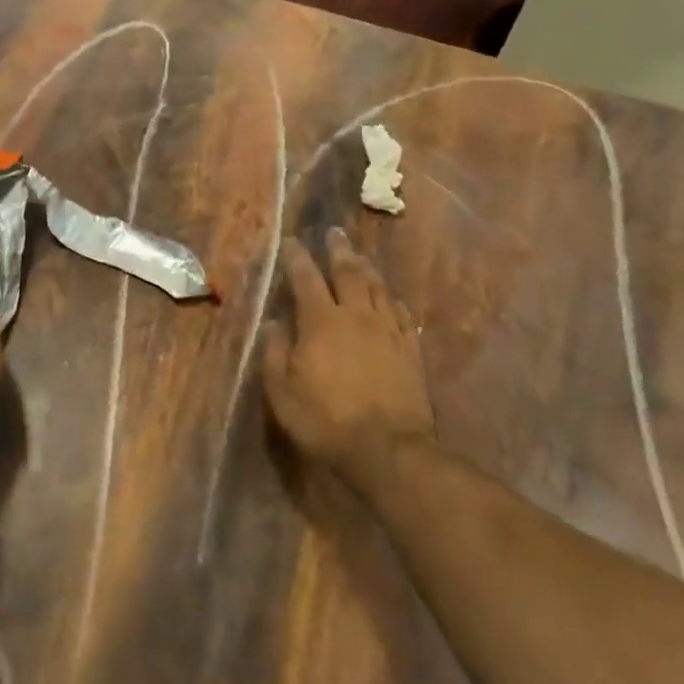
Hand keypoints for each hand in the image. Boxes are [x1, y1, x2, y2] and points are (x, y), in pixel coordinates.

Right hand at [261, 227, 430, 480]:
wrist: (388, 450)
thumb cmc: (325, 420)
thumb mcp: (281, 391)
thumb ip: (274, 352)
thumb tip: (274, 322)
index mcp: (321, 322)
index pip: (306, 278)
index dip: (297, 257)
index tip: (291, 240)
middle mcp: (356, 316)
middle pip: (348, 273)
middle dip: (338, 250)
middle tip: (333, 232)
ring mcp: (388, 332)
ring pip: (378, 289)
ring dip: (366, 268)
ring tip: (359, 256)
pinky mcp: (410, 352)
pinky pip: (402, 315)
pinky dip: (393, 301)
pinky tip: (391, 298)